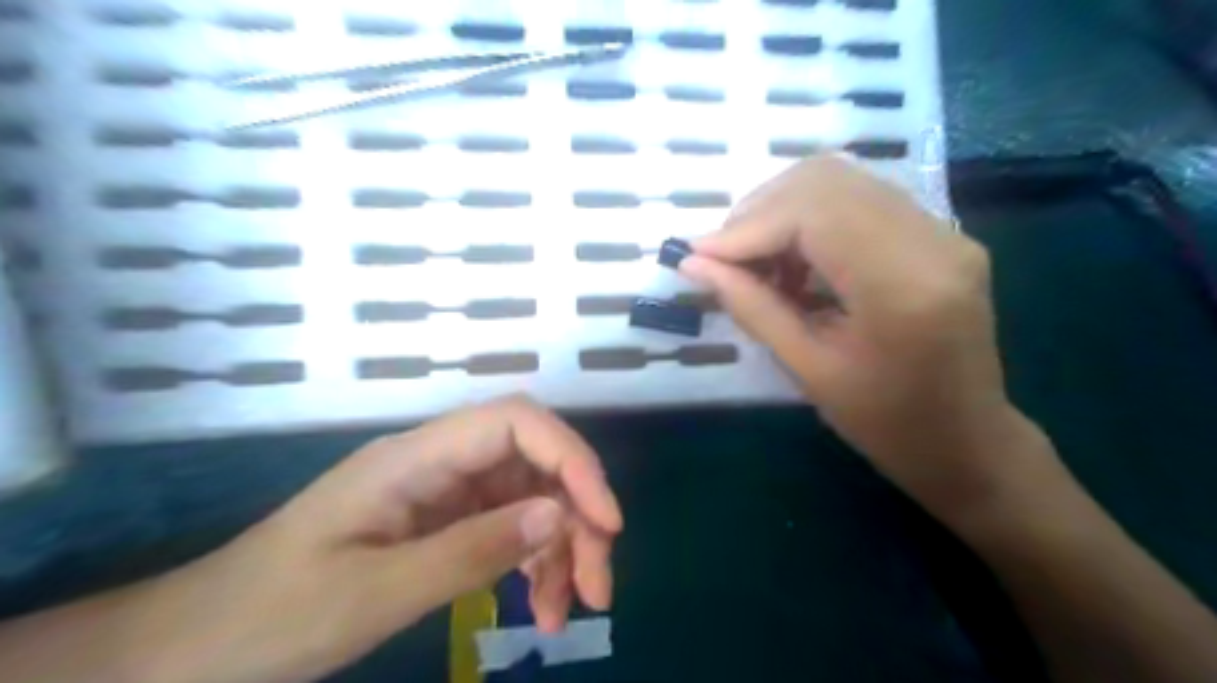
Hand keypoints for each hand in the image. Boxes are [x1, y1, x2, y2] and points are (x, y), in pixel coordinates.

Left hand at [134, 395, 622, 681]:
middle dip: (577, 515)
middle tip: (597, 586)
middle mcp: (439, 462)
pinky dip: (533, 564)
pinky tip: (539, 607)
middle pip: (534, 461)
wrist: (193, 649)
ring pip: (530, 497)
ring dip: (561, 547)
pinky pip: (508, 528)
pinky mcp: (443, 522)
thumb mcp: (373, 594)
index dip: (571, 458)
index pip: (516, 422)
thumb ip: (470, 551)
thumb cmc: (268, 618)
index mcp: (415, 458)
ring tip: (567, 611)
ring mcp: (443, 492)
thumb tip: (559, 516)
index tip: (606, 520)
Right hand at [684, 158, 1045, 521]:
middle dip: (758, 211)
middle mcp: (932, 239)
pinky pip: (860, 200)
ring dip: (782, 211)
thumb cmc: (886, 424)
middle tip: (723, 257)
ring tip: (756, 262)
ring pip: (841, 180)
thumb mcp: (808, 370)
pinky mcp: (938, 234)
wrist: (968, 442)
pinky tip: (794, 261)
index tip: (698, 256)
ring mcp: (942, 230)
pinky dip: (811, 219)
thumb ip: (751, 307)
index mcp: (903, 285)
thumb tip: (694, 264)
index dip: (746, 228)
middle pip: (826, 180)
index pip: (812, 214)